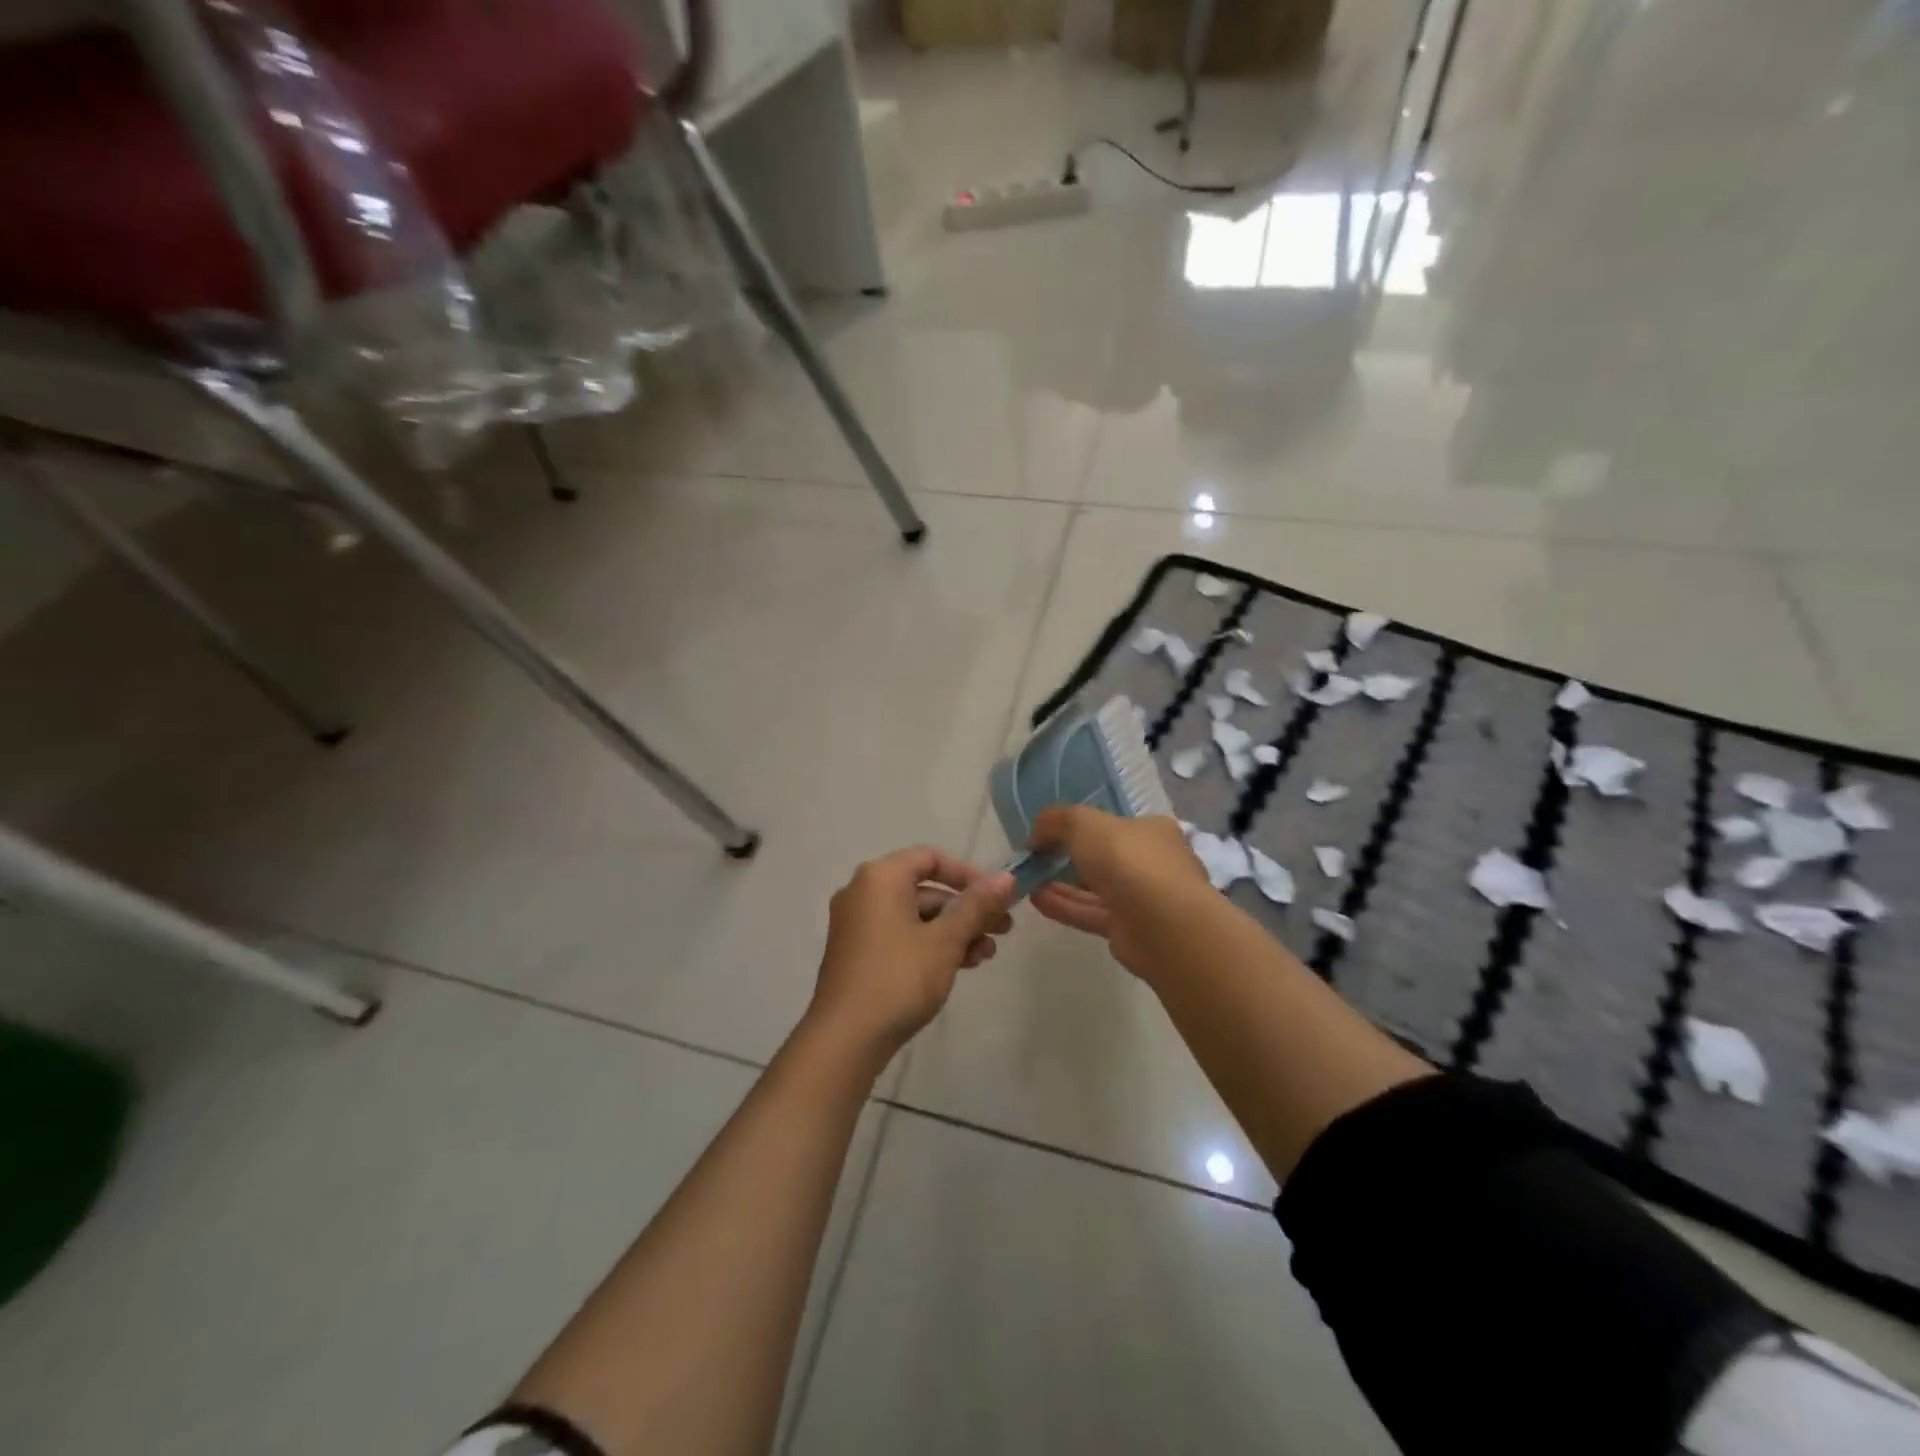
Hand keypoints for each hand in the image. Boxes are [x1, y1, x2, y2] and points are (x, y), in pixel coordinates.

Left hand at [806, 847, 1016, 1065]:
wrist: (845, 1039)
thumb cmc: (898, 978)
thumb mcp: (945, 941)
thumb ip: (977, 906)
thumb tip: (1007, 879)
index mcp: (880, 878)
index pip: (931, 858)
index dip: (968, 874)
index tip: (997, 897)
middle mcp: (863, 892)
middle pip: (925, 889)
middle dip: (967, 910)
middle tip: (1003, 930)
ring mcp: (857, 924)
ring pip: (915, 916)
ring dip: (954, 931)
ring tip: (986, 955)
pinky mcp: (857, 953)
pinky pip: (900, 935)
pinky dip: (930, 945)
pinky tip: (960, 966)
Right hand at [1028, 807, 1211, 980]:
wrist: (1163, 925)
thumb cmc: (1128, 860)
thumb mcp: (1083, 823)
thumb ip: (1055, 821)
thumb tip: (1035, 834)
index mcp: (1152, 831)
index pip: (1114, 824)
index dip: (1080, 826)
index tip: (1049, 833)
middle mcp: (1152, 862)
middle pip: (1104, 857)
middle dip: (1068, 857)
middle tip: (1035, 858)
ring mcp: (1143, 899)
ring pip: (1095, 888)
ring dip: (1061, 883)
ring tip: (1027, 879)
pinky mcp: (1130, 930)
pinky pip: (1091, 912)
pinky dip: (1065, 905)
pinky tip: (1036, 899)